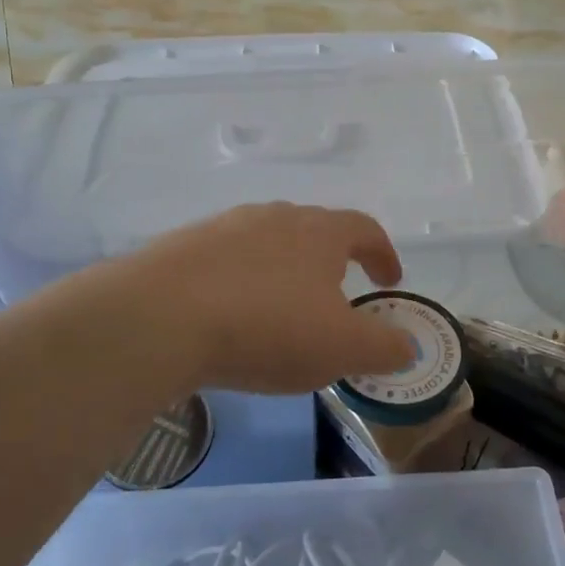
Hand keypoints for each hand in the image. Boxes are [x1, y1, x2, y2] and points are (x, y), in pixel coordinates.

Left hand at [121, 203, 415, 393]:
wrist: (159, 318)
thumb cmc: (268, 327)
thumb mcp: (342, 347)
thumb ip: (384, 347)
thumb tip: (405, 346)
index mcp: (319, 231)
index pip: (364, 230)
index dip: (383, 255)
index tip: (390, 283)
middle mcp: (273, 217)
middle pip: (313, 231)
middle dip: (331, 263)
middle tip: (334, 301)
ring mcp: (222, 229)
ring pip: (266, 246)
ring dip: (282, 274)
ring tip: (280, 313)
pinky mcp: (181, 249)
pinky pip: (224, 264)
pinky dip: (239, 286)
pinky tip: (229, 319)